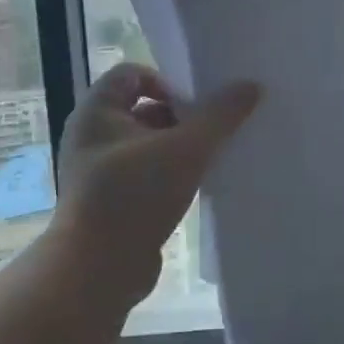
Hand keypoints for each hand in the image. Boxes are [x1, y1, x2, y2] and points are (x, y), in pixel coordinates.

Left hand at [53, 64, 260, 302]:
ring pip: (149, 143)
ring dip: (180, 147)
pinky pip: (147, 173)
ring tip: (212, 159)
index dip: (168, 81)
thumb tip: (251, 85)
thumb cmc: (135, 196)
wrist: (98, 270)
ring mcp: (100, 170)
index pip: (133, 73)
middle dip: (182, 117)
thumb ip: (221, 115)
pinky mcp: (111, 200)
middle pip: (144, 108)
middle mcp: (92, 135)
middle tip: (214, 131)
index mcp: (97, 112)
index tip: (198, 105)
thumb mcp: (187, 149)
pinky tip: (197, 186)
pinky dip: (171, 174)